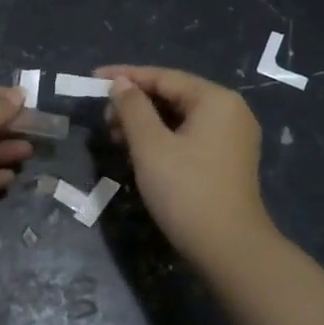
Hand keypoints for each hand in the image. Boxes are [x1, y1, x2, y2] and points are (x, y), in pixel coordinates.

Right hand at [97, 64, 269, 264]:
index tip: (92, 79)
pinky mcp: (226, 161)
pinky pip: (188, 137)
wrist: (228, 248)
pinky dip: (161, 139)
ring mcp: (231, 138)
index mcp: (216, 100)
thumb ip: (133, 108)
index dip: (125, 76)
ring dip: (144, 123)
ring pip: (179, 118)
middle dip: (134, 103)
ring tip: (114, 137)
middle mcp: (229, 112)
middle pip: (173, 95)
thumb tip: (121, 84)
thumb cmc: (186, 190)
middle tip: (102, 118)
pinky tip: (137, 152)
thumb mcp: (150, 146)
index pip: (164, 77)